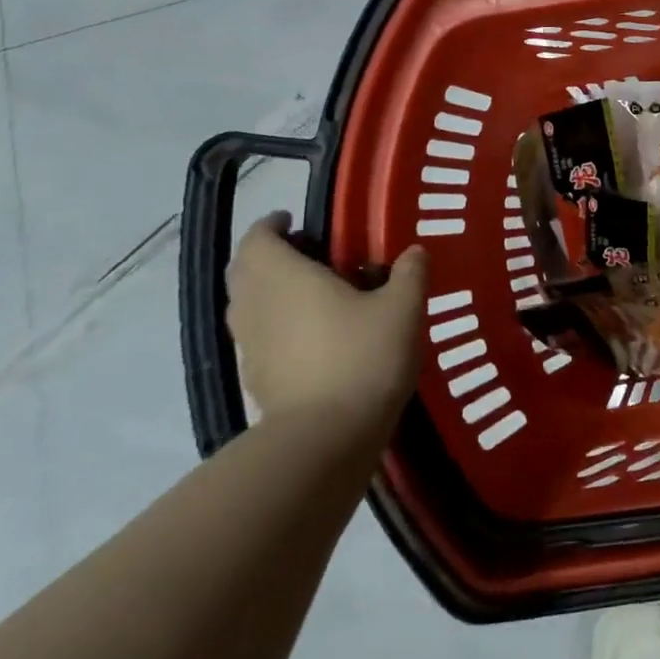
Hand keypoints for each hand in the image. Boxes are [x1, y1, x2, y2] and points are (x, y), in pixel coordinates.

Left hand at [226, 216, 428, 435]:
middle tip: (307, 254)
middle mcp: (256, 306)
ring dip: (269, 292)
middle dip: (268, 257)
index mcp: (284, 277)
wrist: (327, 438)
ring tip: (311, 294)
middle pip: (245, 271)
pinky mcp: (256, 380)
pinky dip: (275, 327)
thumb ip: (410, 272)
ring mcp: (251, 346)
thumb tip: (414, 251)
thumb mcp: (403, 307)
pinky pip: (258, 338)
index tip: (293, 221)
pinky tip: (312, 338)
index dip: (271, 225)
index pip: (258, 239)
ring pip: (248, 306)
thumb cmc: (363, 356)